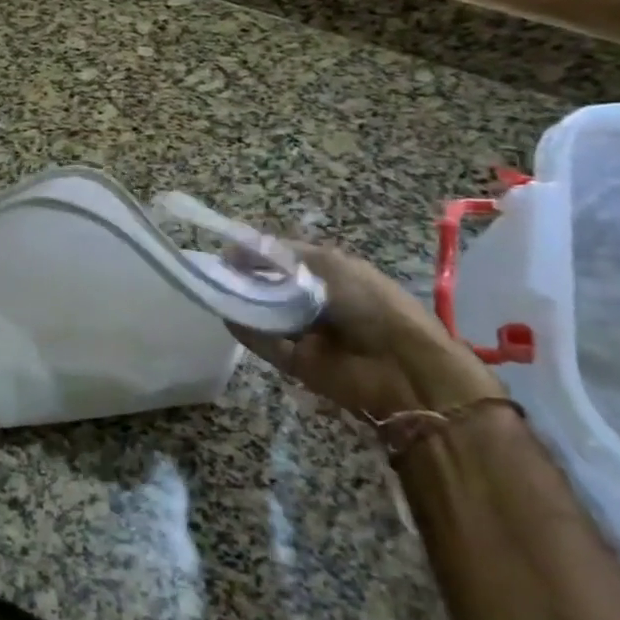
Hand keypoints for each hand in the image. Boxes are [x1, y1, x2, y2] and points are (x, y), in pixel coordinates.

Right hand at [229, 244, 502, 421]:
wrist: (403, 369)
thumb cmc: (371, 304)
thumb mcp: (330, 265)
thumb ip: (283, 256)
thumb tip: (239, 250)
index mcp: (331, 274)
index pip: (284, 259)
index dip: (257, 253)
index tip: (228, 251)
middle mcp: (316, 301)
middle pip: (271, 286)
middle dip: (247, 277)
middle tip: (217, 270)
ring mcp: (306, 333)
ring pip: (265, 314)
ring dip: (244, 303)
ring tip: (215, 289)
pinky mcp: (297, 362)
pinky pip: (266, 344)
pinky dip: (247, 332)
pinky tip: (227, 316)